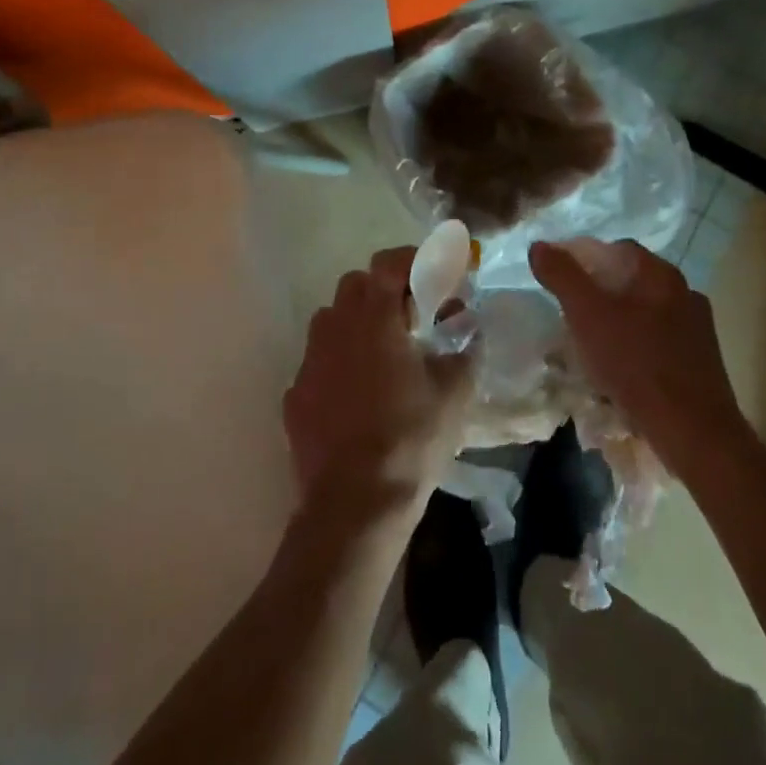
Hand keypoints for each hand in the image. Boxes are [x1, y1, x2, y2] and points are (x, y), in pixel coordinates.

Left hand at [284, 248, 477, 514]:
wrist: (354, 503)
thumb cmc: (411, 438)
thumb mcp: (454, 392)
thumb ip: (465, 349)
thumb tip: (469, 329)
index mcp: (374, 317)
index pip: (389, 263)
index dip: (414, 261)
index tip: (435, 277)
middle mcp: (334, 327)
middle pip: (356, 285)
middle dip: (385, 290)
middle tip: (413, 318)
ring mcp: (309, 360)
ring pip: (332, 319)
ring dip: (358, 323)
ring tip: (385, 354)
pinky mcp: (296, 393)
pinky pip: (319, 360)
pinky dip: (339, 362)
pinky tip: (358, 394)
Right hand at [529, 238, 756, 477]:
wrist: (693, 432)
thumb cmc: (636, 364)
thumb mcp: (586, 314)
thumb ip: (561, 275)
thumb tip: (539, 246)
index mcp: (661, 274)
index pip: (617, 249)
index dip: (584, 259)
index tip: (560, 281)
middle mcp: (685, 292)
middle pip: (631, 281)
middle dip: (599, 292)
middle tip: (570, 313)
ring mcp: (698, 328)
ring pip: (646, 312)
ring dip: (618, 321)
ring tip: (591, 344)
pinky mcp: (702, 361)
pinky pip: (659, 341)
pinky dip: (636, 346)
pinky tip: (621, 369)